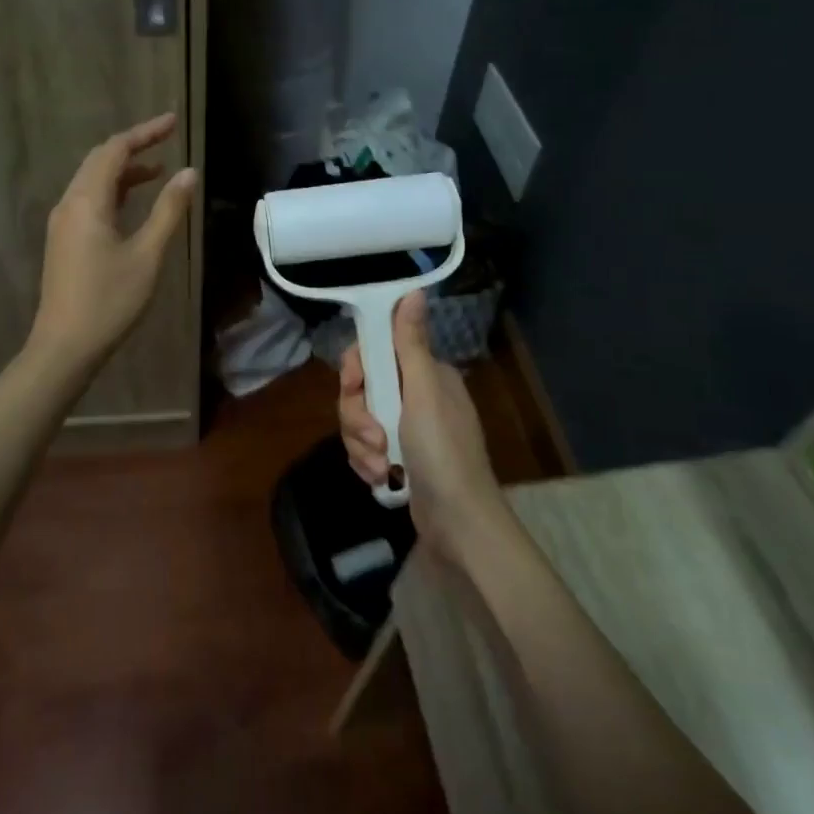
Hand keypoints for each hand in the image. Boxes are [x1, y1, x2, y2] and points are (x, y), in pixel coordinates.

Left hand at [30, 112, 195, 372]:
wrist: (64, 346)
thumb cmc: (110, 300)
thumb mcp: (148, 255)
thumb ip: (168, 210)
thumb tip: (189, 172)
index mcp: (87, 201)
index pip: (115, 150)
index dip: (145, 132)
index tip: (173, 122)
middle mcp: (69, 204)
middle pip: (100, 160)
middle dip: (134, 145)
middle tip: (169, 137)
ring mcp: (63, 223)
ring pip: (93, 181)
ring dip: (124, 170)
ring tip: (160, 169)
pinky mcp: (64, 240)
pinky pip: (89, 200)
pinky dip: (114, 191)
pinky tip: (134, 202)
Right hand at [338, 292, 505, 562]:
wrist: (458, 524)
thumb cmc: (443, 452)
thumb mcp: (423, 393)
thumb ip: (411, 343)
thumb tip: (414, 290)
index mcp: (424, 374)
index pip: (375, 352)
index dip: (358, 369)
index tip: (355, 386)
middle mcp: (413, 396)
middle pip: (361, 389)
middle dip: (358, 417)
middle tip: (375, 439)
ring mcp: (404, 428)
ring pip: (358, 420)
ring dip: (362, 445)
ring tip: (381, 467)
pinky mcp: (397, 457)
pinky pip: (364, 447)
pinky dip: (367, 463)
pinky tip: (380, 479)